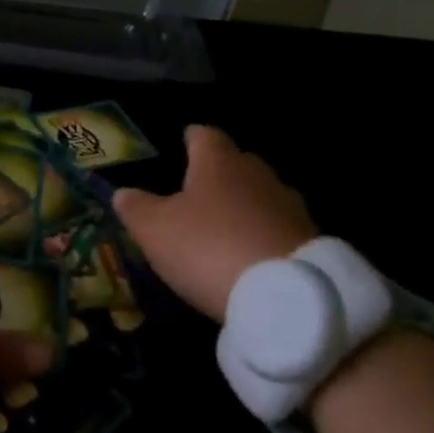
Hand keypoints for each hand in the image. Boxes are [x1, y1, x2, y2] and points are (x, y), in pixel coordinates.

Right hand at [112, 125, 318, 321]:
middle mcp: (257, 174)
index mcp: (218, 162)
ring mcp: (289, 206)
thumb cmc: (209, 248)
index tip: (185, 141)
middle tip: (200, 189)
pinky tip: (252, 255)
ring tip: (227, 225)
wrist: (286, 297)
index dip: (192, 138)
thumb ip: (136, 208)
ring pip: (262, 195)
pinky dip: (264, 235)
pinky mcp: (311, 241)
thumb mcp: (155, 230)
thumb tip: (122, 193)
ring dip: (246, 206)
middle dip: (220, 172)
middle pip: (237, 162)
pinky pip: (280, 228)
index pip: (204, 135)